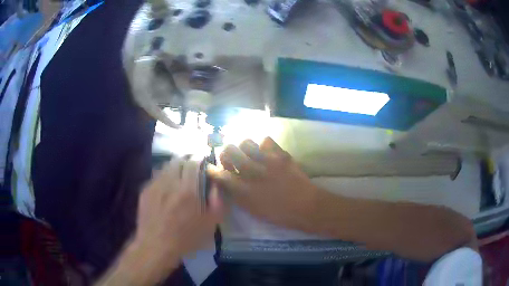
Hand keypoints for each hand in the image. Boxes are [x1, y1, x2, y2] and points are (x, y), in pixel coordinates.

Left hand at [134, 159, 222, 272]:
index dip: (200, 158)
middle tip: (192, 168)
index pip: (194, 162)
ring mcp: (155, 185)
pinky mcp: (145, 190)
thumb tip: (216, 186)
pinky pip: (156, 177)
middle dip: (187, 161)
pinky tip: (166, 189)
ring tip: (178, 177)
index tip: (204, 160)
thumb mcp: (209, 225)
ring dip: (174, 168)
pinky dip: (164, 177)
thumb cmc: (185, 238)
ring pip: (166, 166)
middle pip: (178, 160)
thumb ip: (217, 203)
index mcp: (188, 190)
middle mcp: (170, 182)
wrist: (156, 246)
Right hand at [209, 137, 319, 230]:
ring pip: (245, 142)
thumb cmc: (277, 213)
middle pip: (229, 150)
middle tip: (230, 159)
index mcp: (243, 190)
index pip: (220, 174)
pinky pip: (266, 140)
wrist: (305, 206)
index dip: (212, 169)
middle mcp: (252, 172)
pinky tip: (265, 153)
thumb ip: (236, 194)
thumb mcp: (251, 209)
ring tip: (248, 154)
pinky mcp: (281, 154)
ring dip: (243, 148)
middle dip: (225, 153)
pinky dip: (262, 146)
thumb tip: (226, 181)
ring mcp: (267, 160)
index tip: (211, 168)